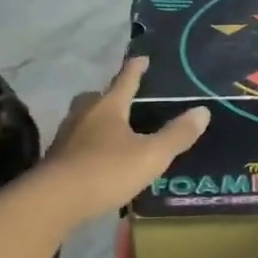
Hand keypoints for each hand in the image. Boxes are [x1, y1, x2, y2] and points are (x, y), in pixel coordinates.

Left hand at [40, 57, 209, 222]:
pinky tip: (97, 157)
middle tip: (123, 99)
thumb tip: (203, 111)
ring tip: (112, 130)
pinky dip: (88, 144)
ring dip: (96, 120)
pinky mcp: (56, 159)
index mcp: (109, 107)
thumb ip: (177, 134)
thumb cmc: (107, 170)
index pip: (125, 80)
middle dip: (109, 95)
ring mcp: (66, 136)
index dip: (136, 68)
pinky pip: (76, 142)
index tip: (142, 57)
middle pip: (97, 97)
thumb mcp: (151, 155)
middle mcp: (84, 115)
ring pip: (83, 119)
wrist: (55, 200)